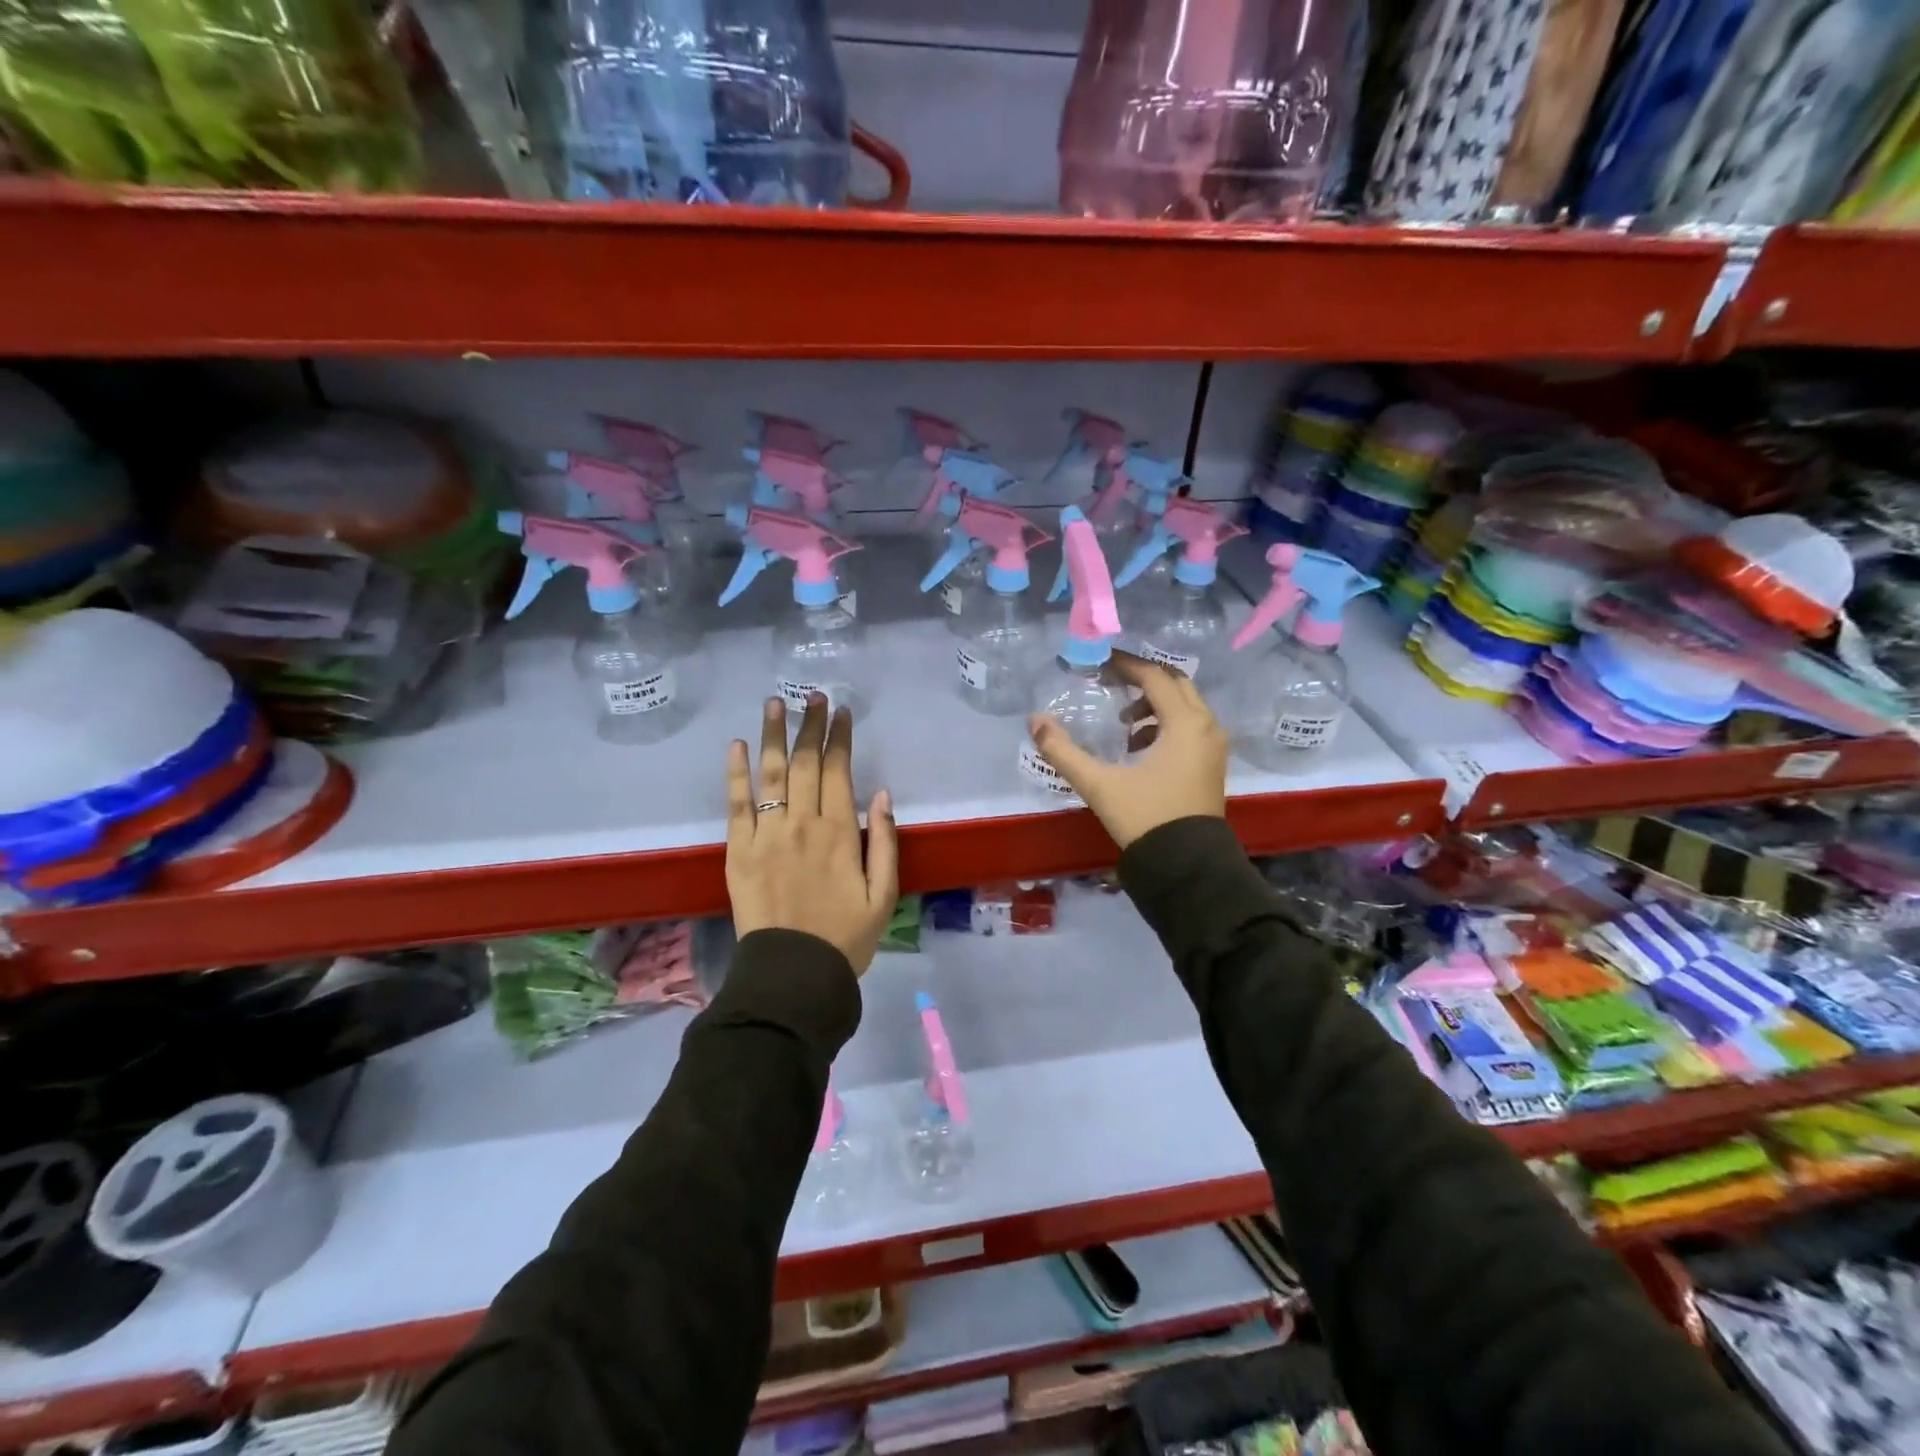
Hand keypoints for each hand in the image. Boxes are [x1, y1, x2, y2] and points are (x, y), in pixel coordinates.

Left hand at [726, 694, 898, 975]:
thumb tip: (880, 794)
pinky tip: (738, 744)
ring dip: (773, 734)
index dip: (839, 737)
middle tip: (812, 695)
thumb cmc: (845, 937)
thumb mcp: (884, 895)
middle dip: (810, 725)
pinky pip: (736, 803)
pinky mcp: (738, 850)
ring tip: (775, 703)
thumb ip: (885, 841)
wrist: (792, 974)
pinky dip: (736, 771)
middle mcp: (802, 823)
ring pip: (770, 772)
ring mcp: (766, 834)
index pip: (838, 770)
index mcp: (840, 832)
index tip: (841, 712)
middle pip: (804, 762)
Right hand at [1027, 652, 1227, 849]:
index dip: (1126, 665)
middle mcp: (1207, 728)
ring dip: (1154, 705)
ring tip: (1123, 724)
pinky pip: (1191, 728)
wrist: (1187, 867)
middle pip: (1176, 685)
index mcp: (1185, 724)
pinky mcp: (1212, 765)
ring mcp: (1214, 748)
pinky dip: (1166, 725)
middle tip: (1111, 682)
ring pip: (1186, 707)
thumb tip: (1035, 721)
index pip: (1155, 677)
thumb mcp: (1099, 784)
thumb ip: (1063, 751)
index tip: (1100, 662)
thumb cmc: (1145, 819)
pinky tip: (1139, 748)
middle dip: (1143, 680)